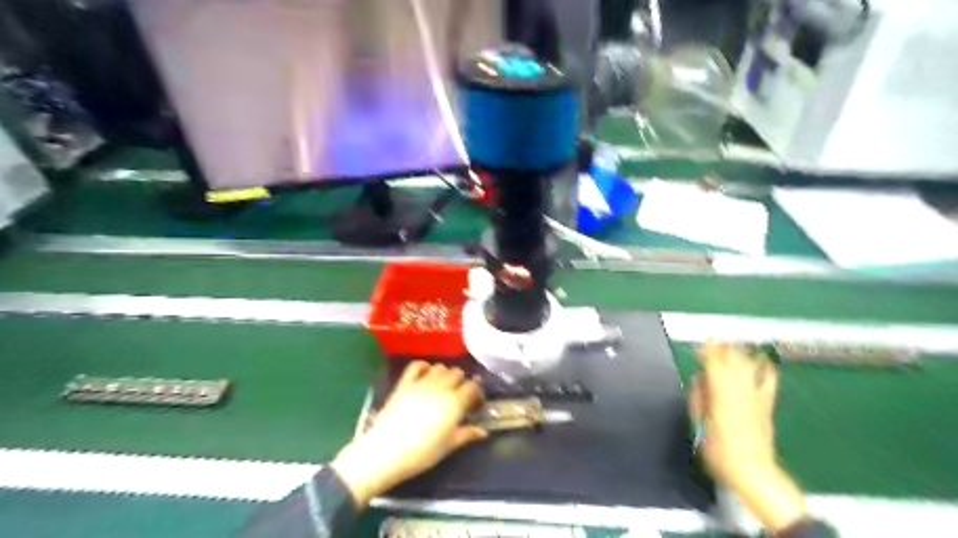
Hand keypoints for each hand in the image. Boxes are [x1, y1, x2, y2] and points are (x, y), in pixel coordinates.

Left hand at [334, 361, 488, 508]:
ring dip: (445, 374)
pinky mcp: (404, 383)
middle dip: (462, 382)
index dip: (476, 394)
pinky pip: (417, 365)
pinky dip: (424, 366)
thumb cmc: (421, 453)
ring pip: (440, 367)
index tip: (474, 405)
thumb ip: (467, 434)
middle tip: (459, 396)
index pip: (473, 387)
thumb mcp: (448, 446)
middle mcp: (441, 388)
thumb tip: (484, 432)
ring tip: (443, 386)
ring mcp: (421, 383)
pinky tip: (426, 375)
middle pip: (458, 373)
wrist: (385, 452)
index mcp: (454, 403)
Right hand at [688, 343, 806, 534]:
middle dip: (722, 347)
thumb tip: (699, 379)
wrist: (751, 470)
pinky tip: (764, 362)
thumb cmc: (718, 450)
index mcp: (720, 393)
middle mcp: (740, 389)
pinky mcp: (767, 404)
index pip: (714, 362)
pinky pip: (769, 381)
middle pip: (732, 358)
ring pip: (749, 365)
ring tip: (731, 346)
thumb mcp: (699, 422)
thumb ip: (698, 397)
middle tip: (712, 342)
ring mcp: (756, 396)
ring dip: (739, 353)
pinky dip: (766, 369)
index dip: (706, 350)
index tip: (699, 346)